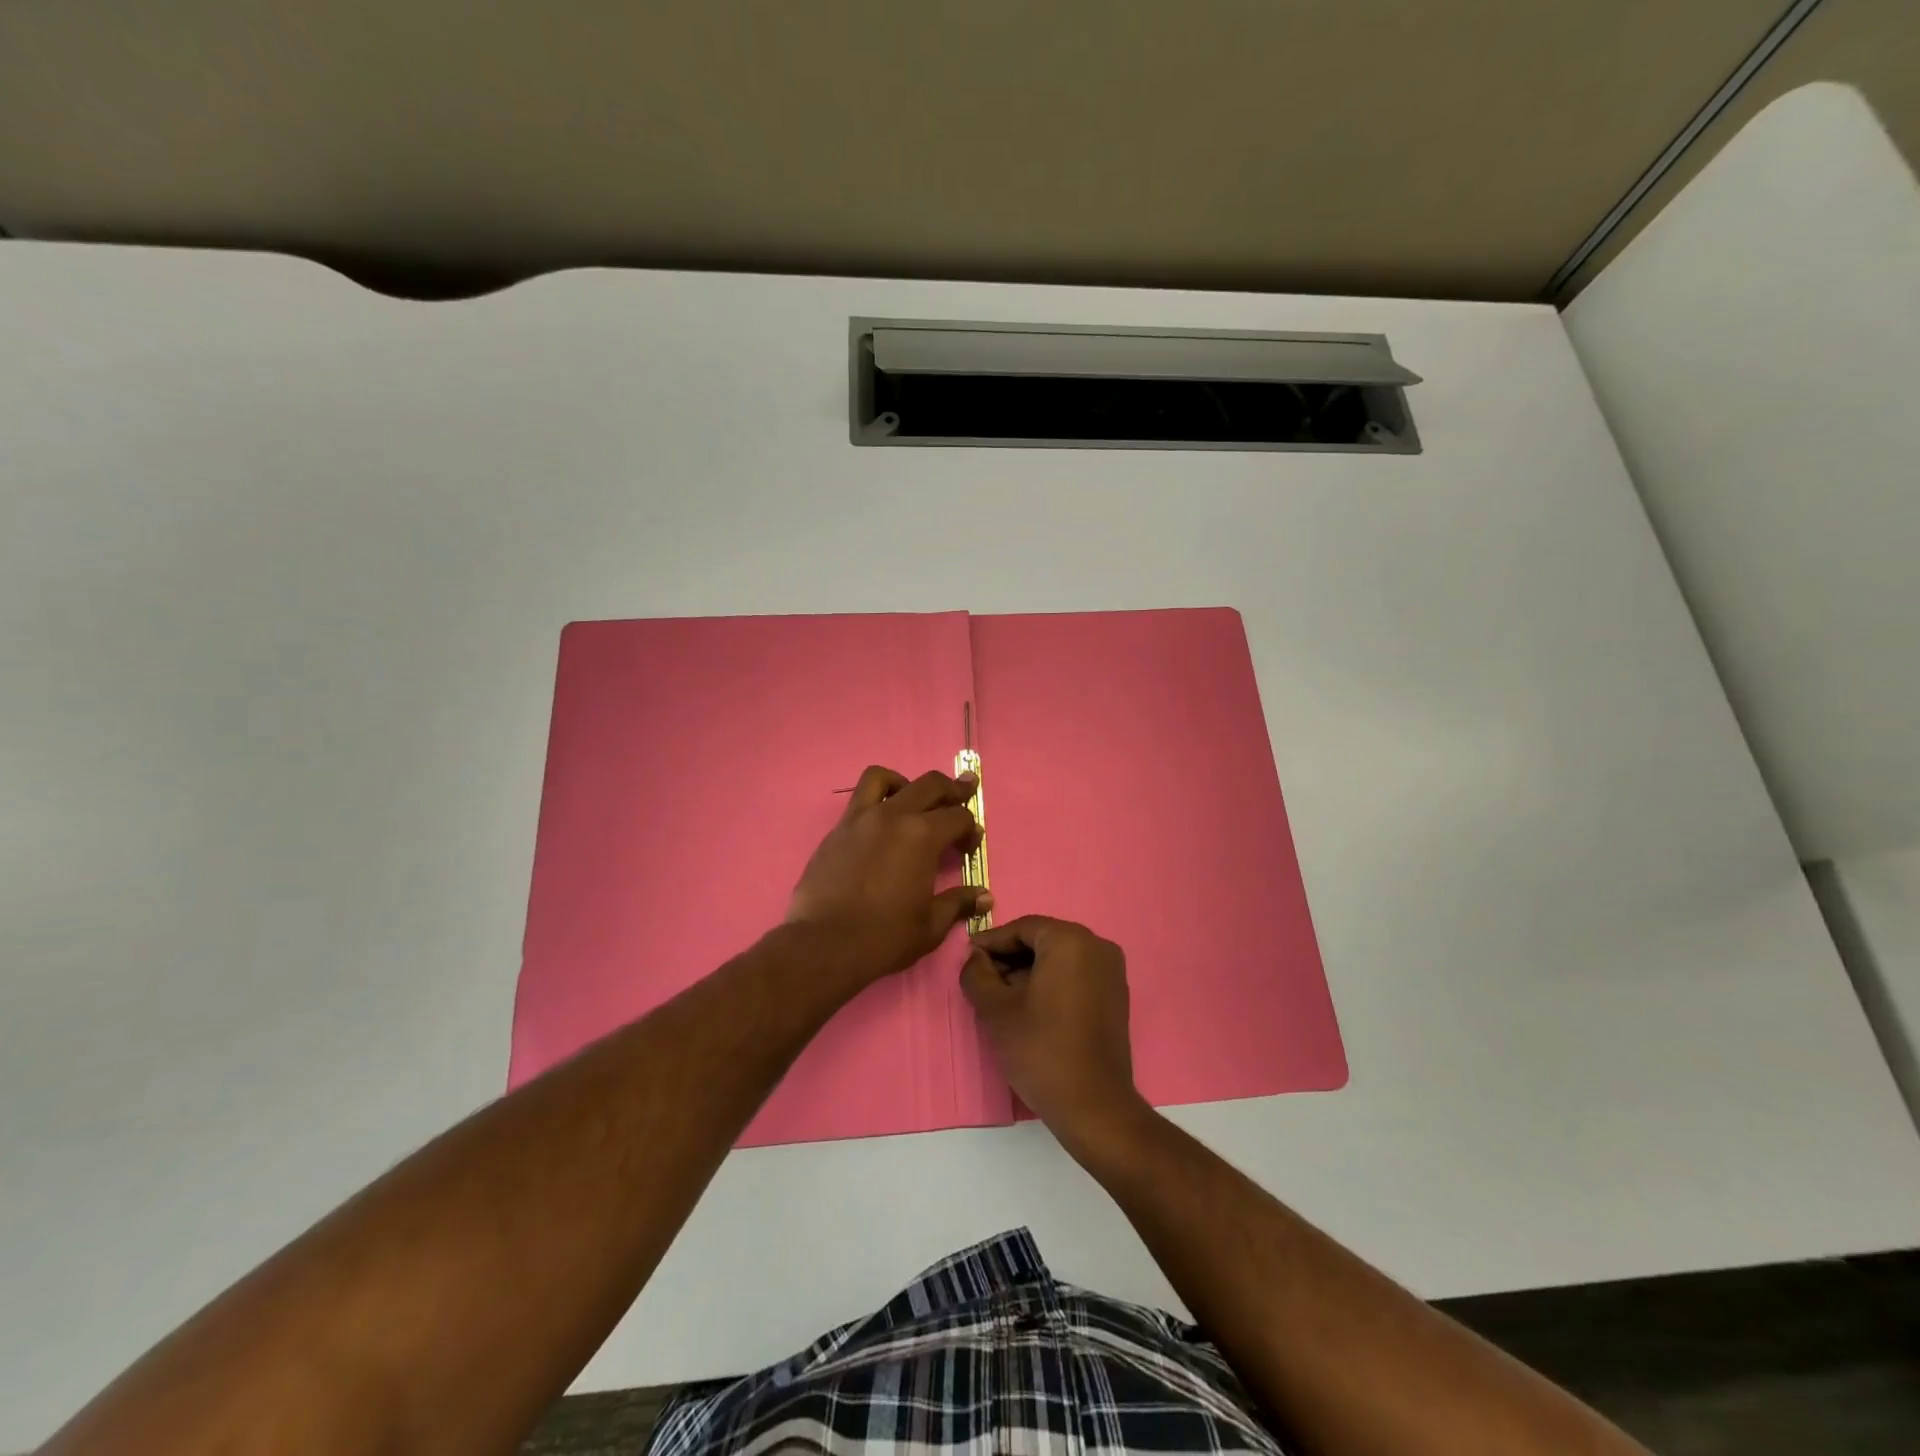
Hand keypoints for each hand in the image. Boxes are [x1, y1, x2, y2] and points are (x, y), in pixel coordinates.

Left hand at [788, 765, 989, 984]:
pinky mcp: (837, 830)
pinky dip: (875, 800)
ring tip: (912, 800)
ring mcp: (860, 819)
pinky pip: (858, 800)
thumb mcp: (931, 925)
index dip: (970, 828)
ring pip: (883, 778)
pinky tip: (880, 825)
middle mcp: (893, 816)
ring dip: (905, 783)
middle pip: (929, 784)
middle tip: (964, 792)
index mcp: (922, 836)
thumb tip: (984, 896)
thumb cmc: (885, 937)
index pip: (958, 816)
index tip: (970, 846)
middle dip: (953, 788)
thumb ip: (958, 903)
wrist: (824, 944)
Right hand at [961, 916, 1149, 1157]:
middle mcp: (1097, 946)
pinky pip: (1076, 974)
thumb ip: (977, 974)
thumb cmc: (1041, 1050)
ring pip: (1059, 958)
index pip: (1022, 928)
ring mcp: (1111, 971)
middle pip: (1043, 940)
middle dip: (1010, 956)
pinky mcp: (1116, 995)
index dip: (992, 941)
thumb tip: (975, 957)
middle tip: (982, 978)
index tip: (968, 956)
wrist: (1094, 1106)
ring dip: (1028, 970)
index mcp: (1071, 940)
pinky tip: (1029, 1005)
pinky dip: (1051, 982)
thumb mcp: (996, 1010)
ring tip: (1000, 995)